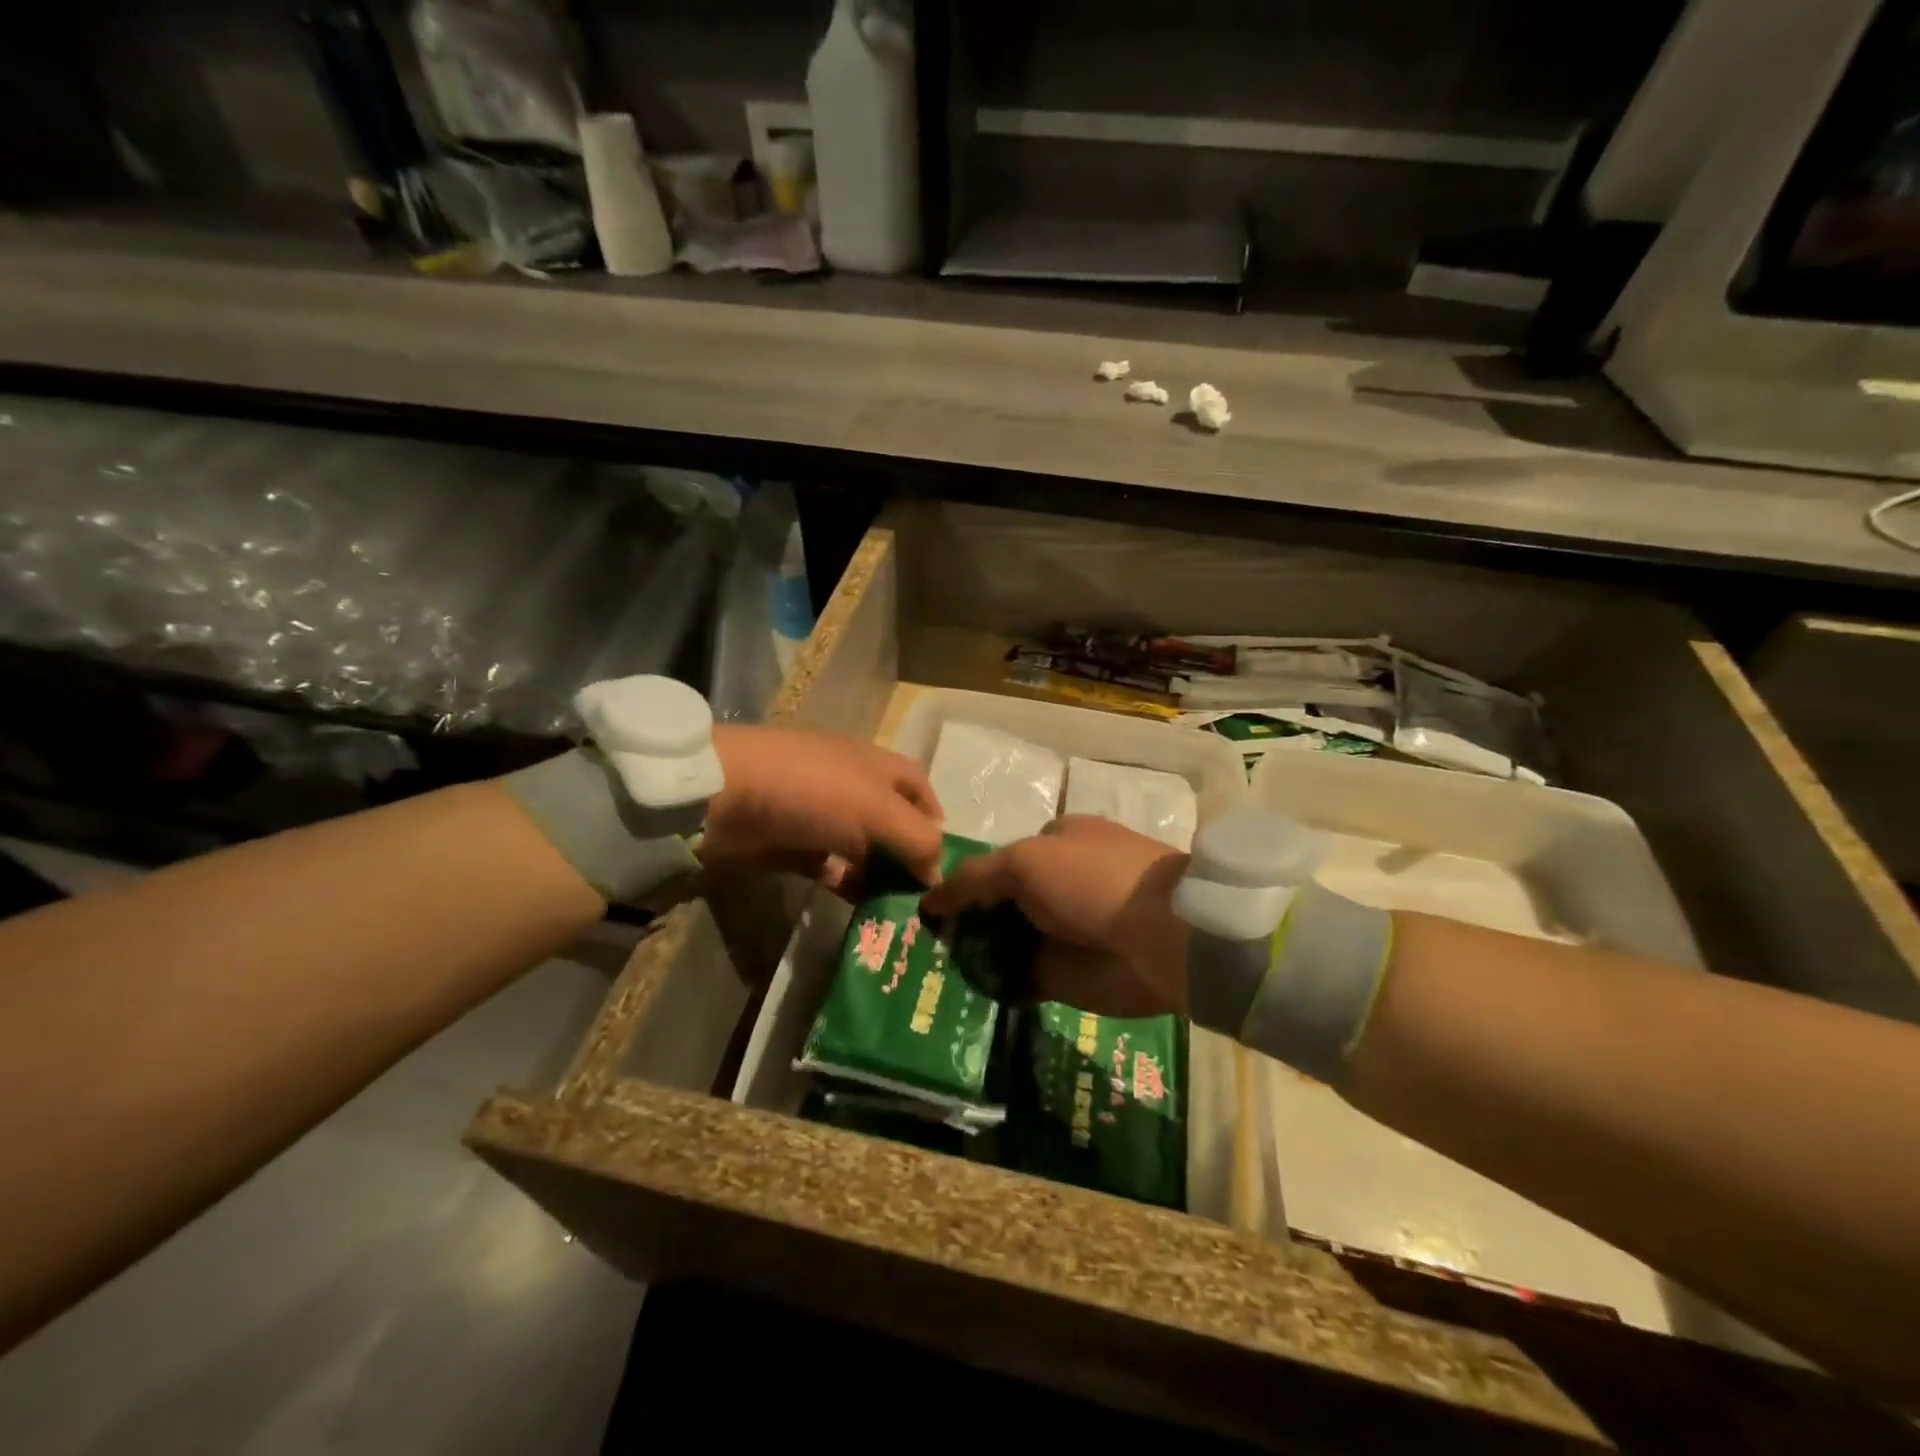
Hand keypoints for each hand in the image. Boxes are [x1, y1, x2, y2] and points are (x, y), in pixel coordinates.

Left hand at [701, 725, 943, 894]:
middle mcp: (850, 785)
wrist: (724, 795)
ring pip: (858, 847)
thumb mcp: (877, 810)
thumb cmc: (813, 791)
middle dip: (906, 854)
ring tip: (896, 913)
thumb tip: (937, 874)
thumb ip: (917, 840)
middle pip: (889, 820)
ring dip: (876, 874)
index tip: (943, 859)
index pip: (917, 785)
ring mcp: (816, 814)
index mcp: (874, 765)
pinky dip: (842, 883)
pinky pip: (825, 866)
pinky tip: (856, 908)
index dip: (934, 816)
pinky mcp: (788, 843)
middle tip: (923, 899)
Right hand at [920, 816, 1189, 1017]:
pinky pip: (1017, 980)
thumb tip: (929, 899)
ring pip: (1003, 944)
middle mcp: (1056, 886)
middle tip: (918, 948)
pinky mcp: (1066, 976)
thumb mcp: (1024, 862)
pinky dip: (991, 987)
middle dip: (963, 923)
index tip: (925, 909)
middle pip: (997, 905)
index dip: (961, 883)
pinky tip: (954, 998)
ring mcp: (1061, 933)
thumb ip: (974, 878)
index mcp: (1053, 844)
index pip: (995, 862)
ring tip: (925, 975)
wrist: (1165, 937)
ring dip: (971, 957)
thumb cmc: (1092, 879)